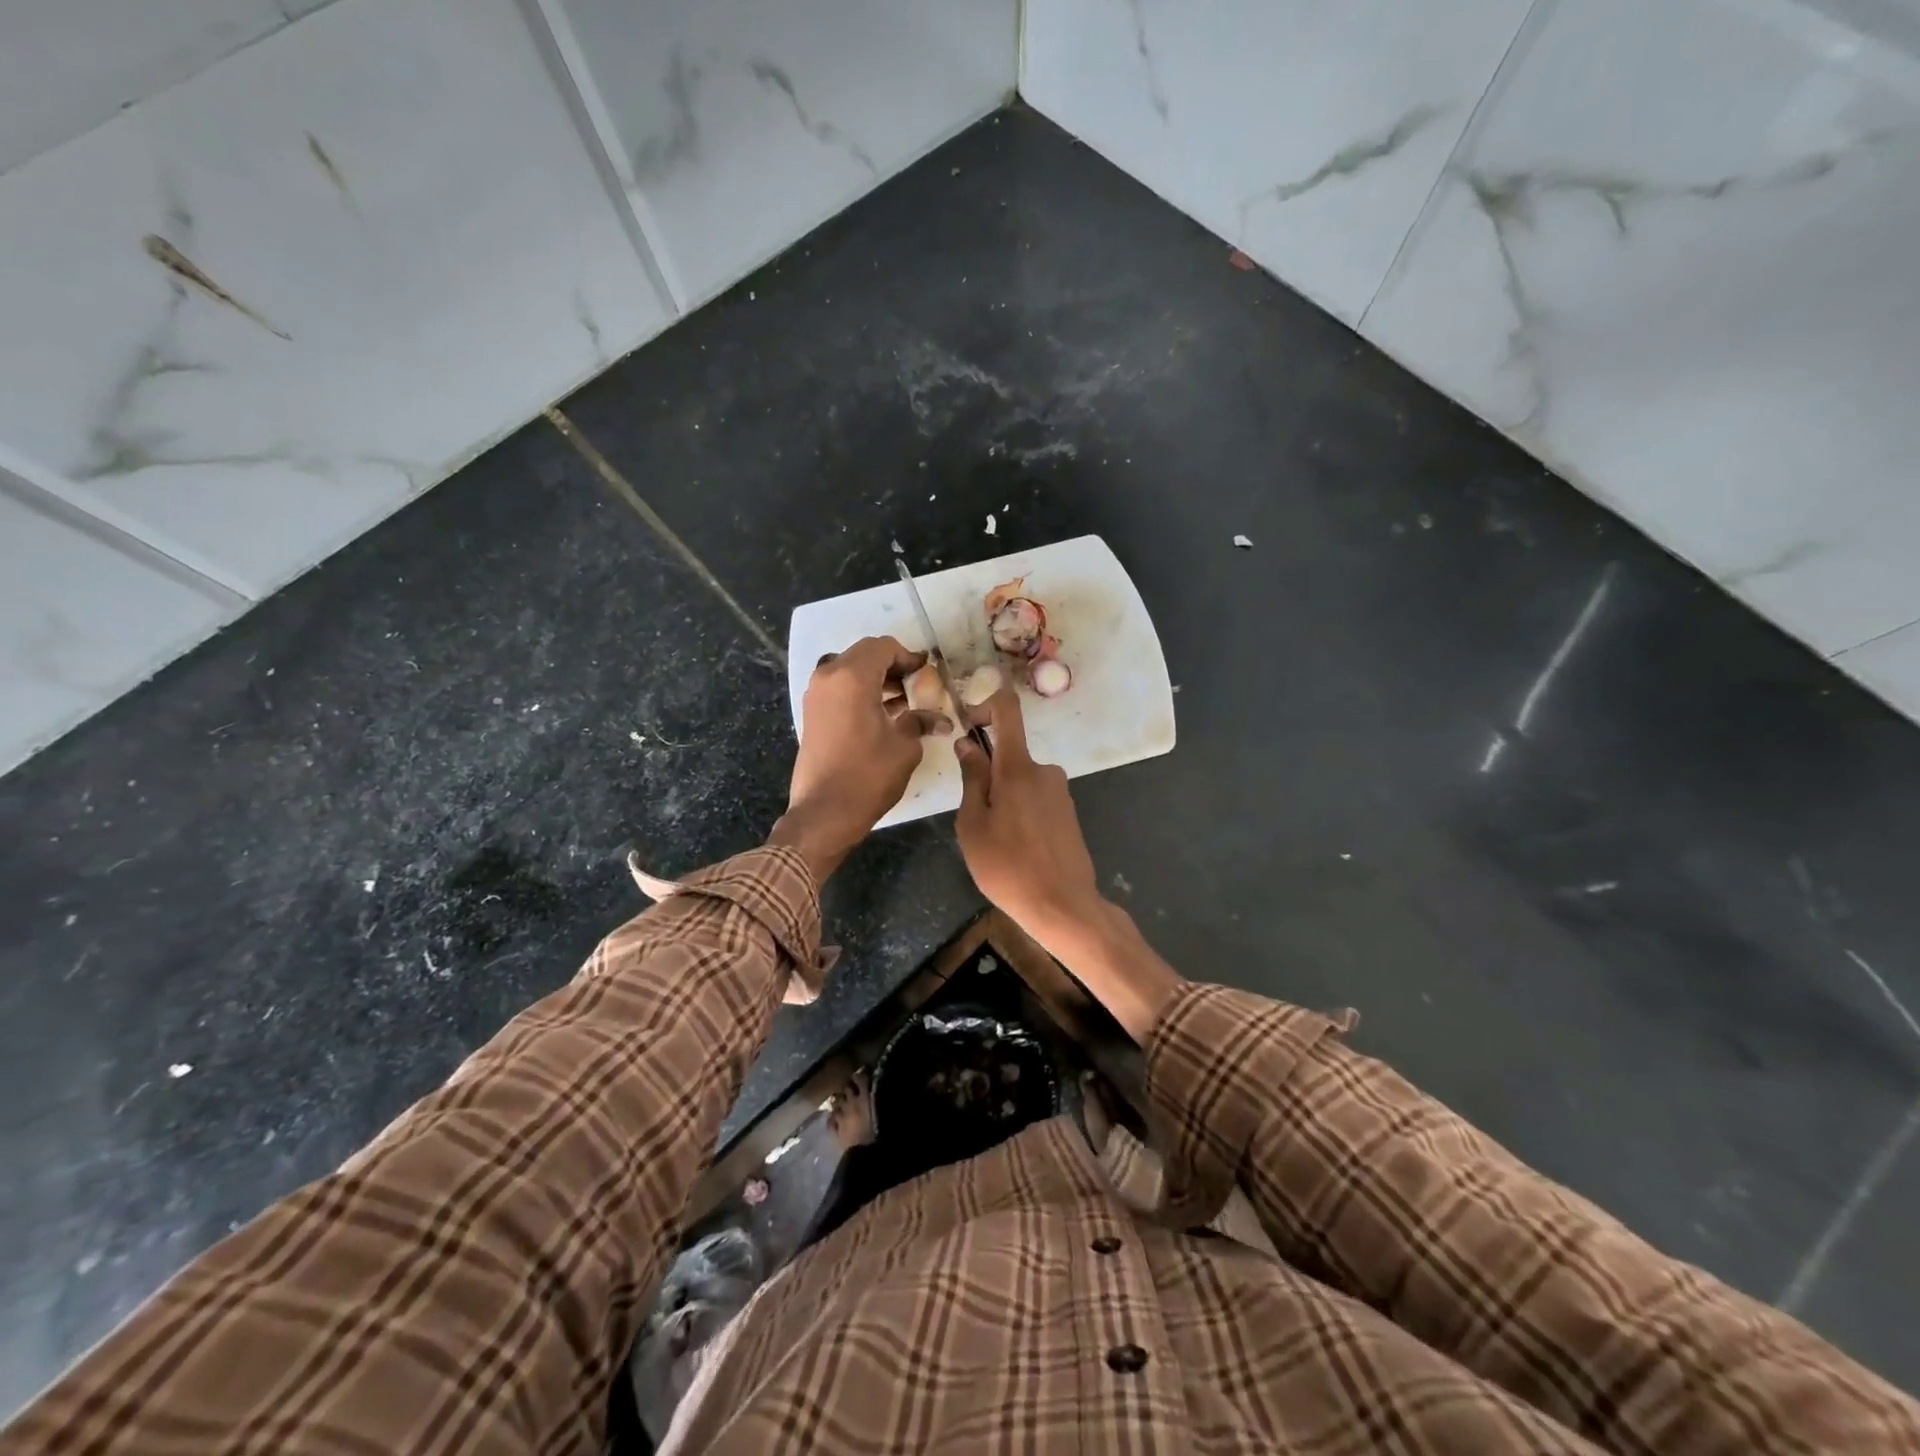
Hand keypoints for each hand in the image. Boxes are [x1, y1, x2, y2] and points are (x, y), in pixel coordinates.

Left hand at [771, 637, 949, 879]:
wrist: (824, 812)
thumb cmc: (868, 776)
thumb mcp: (904, 747)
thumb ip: (920, 722)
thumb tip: (940, 719)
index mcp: (852, 677)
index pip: (883, 647)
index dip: (908, 656)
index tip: (926, 671)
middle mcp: (829, 677)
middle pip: (864, 655)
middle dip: (892, 665)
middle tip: (916, 684)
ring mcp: (816, 695)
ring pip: (850, 670)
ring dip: (876, 679)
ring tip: (903, 701)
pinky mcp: (812, 713)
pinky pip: (839, 689)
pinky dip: (860, 692)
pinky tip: (882, 713)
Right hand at [955, 688, 1182, 1040]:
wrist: (1063, 905)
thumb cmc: (1007, 866)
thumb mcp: (973, 825)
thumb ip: (972, 779)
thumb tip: (968, 744)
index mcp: (1018, 767)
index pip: (1008, 709)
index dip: (985, 705)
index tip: (968, 725)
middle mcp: (1044, 770)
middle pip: (1009, 755)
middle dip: (987, 777)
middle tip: (975, 820)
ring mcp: (1060, 791)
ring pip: (1020, 781)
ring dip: (1003, 800)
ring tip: (996, 843)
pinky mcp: (1068, 812)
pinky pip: (1035, 799)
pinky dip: (1021, 814)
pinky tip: (1018, 849)